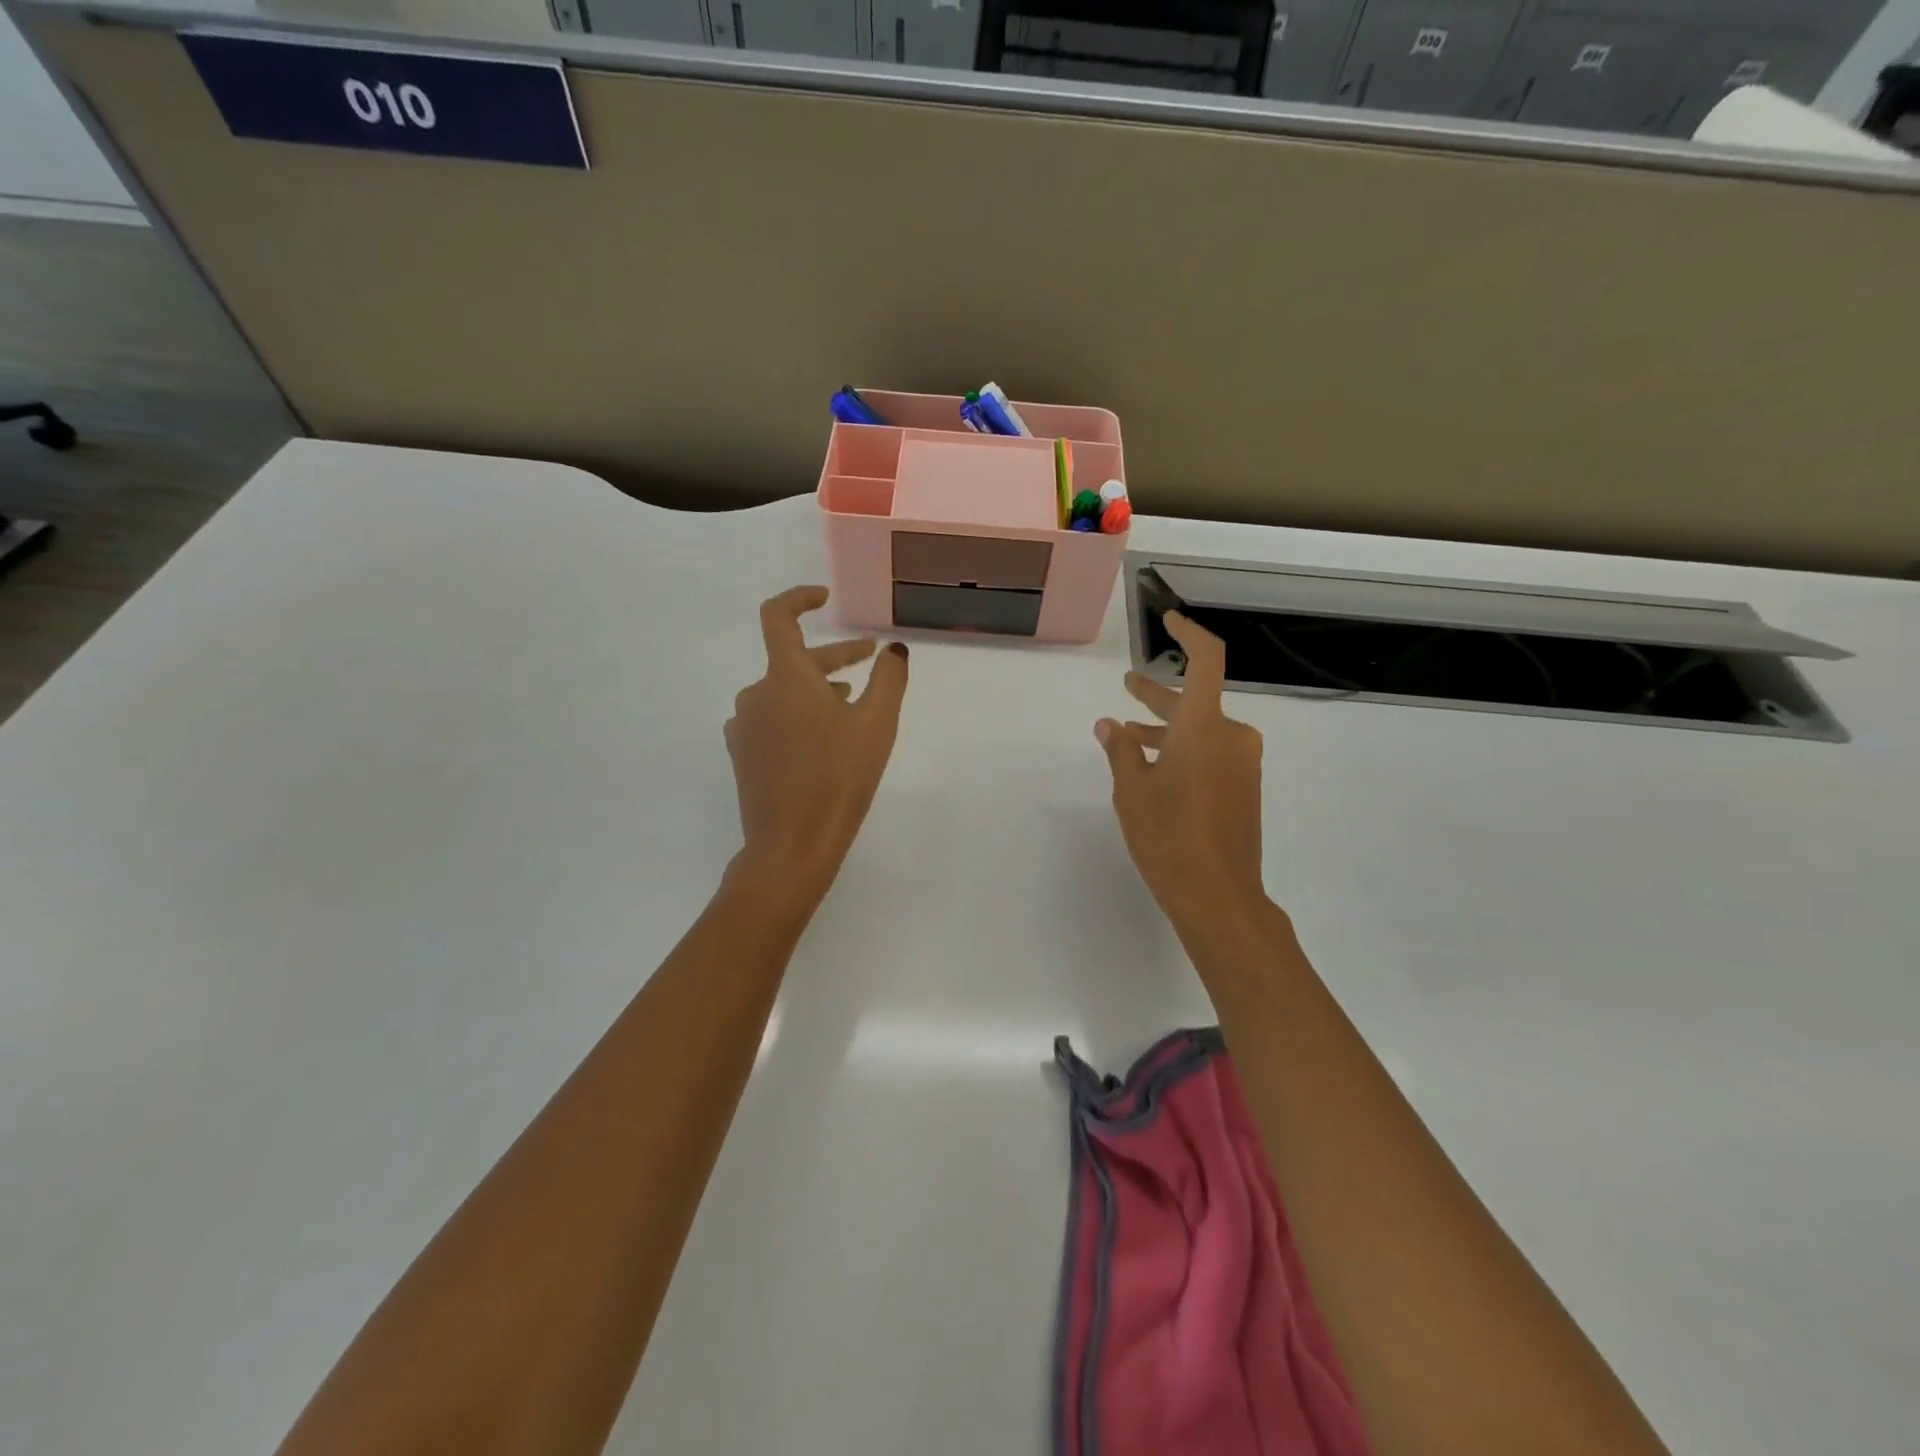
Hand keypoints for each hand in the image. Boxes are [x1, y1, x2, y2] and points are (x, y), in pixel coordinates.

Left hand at [724, 586, 908, 911]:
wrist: (791, 845)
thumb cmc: (839, 779)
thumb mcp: (877, 725)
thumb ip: (889, 679)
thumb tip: (894, 651)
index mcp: (784, 677)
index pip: (778, 616)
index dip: (799, 598)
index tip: (825, 598)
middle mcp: (756, 694)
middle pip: (793, 660)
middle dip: (835, 656)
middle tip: (871, 660)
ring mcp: (745, 727)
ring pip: (784, 692)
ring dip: (817, 688)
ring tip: (851, 703)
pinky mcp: (743, 754)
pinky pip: (772, 718)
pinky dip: (798, 715)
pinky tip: (822, 738)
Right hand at [1095, 612, 1267, 933]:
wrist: (1219, 895)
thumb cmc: (1168, 836)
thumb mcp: (1131, 790)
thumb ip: (1121, 750)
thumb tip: (1109, 724)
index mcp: (1205, 726)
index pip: (1206, 660)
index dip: (1188, 634)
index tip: (1168, 620)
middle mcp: (1231, 736)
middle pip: (1195, 699)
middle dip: (1158, 694)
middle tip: (1129, 684)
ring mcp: (1241, 764)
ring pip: (1200, 730)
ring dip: (1165, 728)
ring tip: (1126, 732)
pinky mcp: (1243, 788)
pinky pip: (1211, 753)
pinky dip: (1181, 750)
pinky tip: (1152, 767)